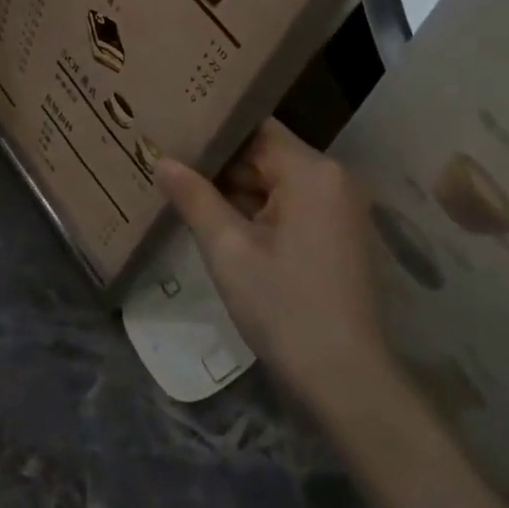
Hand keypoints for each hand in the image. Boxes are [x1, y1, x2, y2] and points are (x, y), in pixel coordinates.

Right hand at [154, 119, 391, 405]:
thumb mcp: (228, 250)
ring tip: (186, 188)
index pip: (256, 129)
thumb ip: (194, 198)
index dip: (214, 129)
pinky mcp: (340, 234)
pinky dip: (261, 211)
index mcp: (312, 171)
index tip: (175, 130)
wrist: (346, 378)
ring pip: (278, 183)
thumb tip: (162, 159)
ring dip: (238, 190)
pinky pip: (293, 206)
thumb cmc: (284, 307)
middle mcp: (333, 178)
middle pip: (268, 154)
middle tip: (171, 162)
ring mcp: (341, 207)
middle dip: (222, 164)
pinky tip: (222, 221)